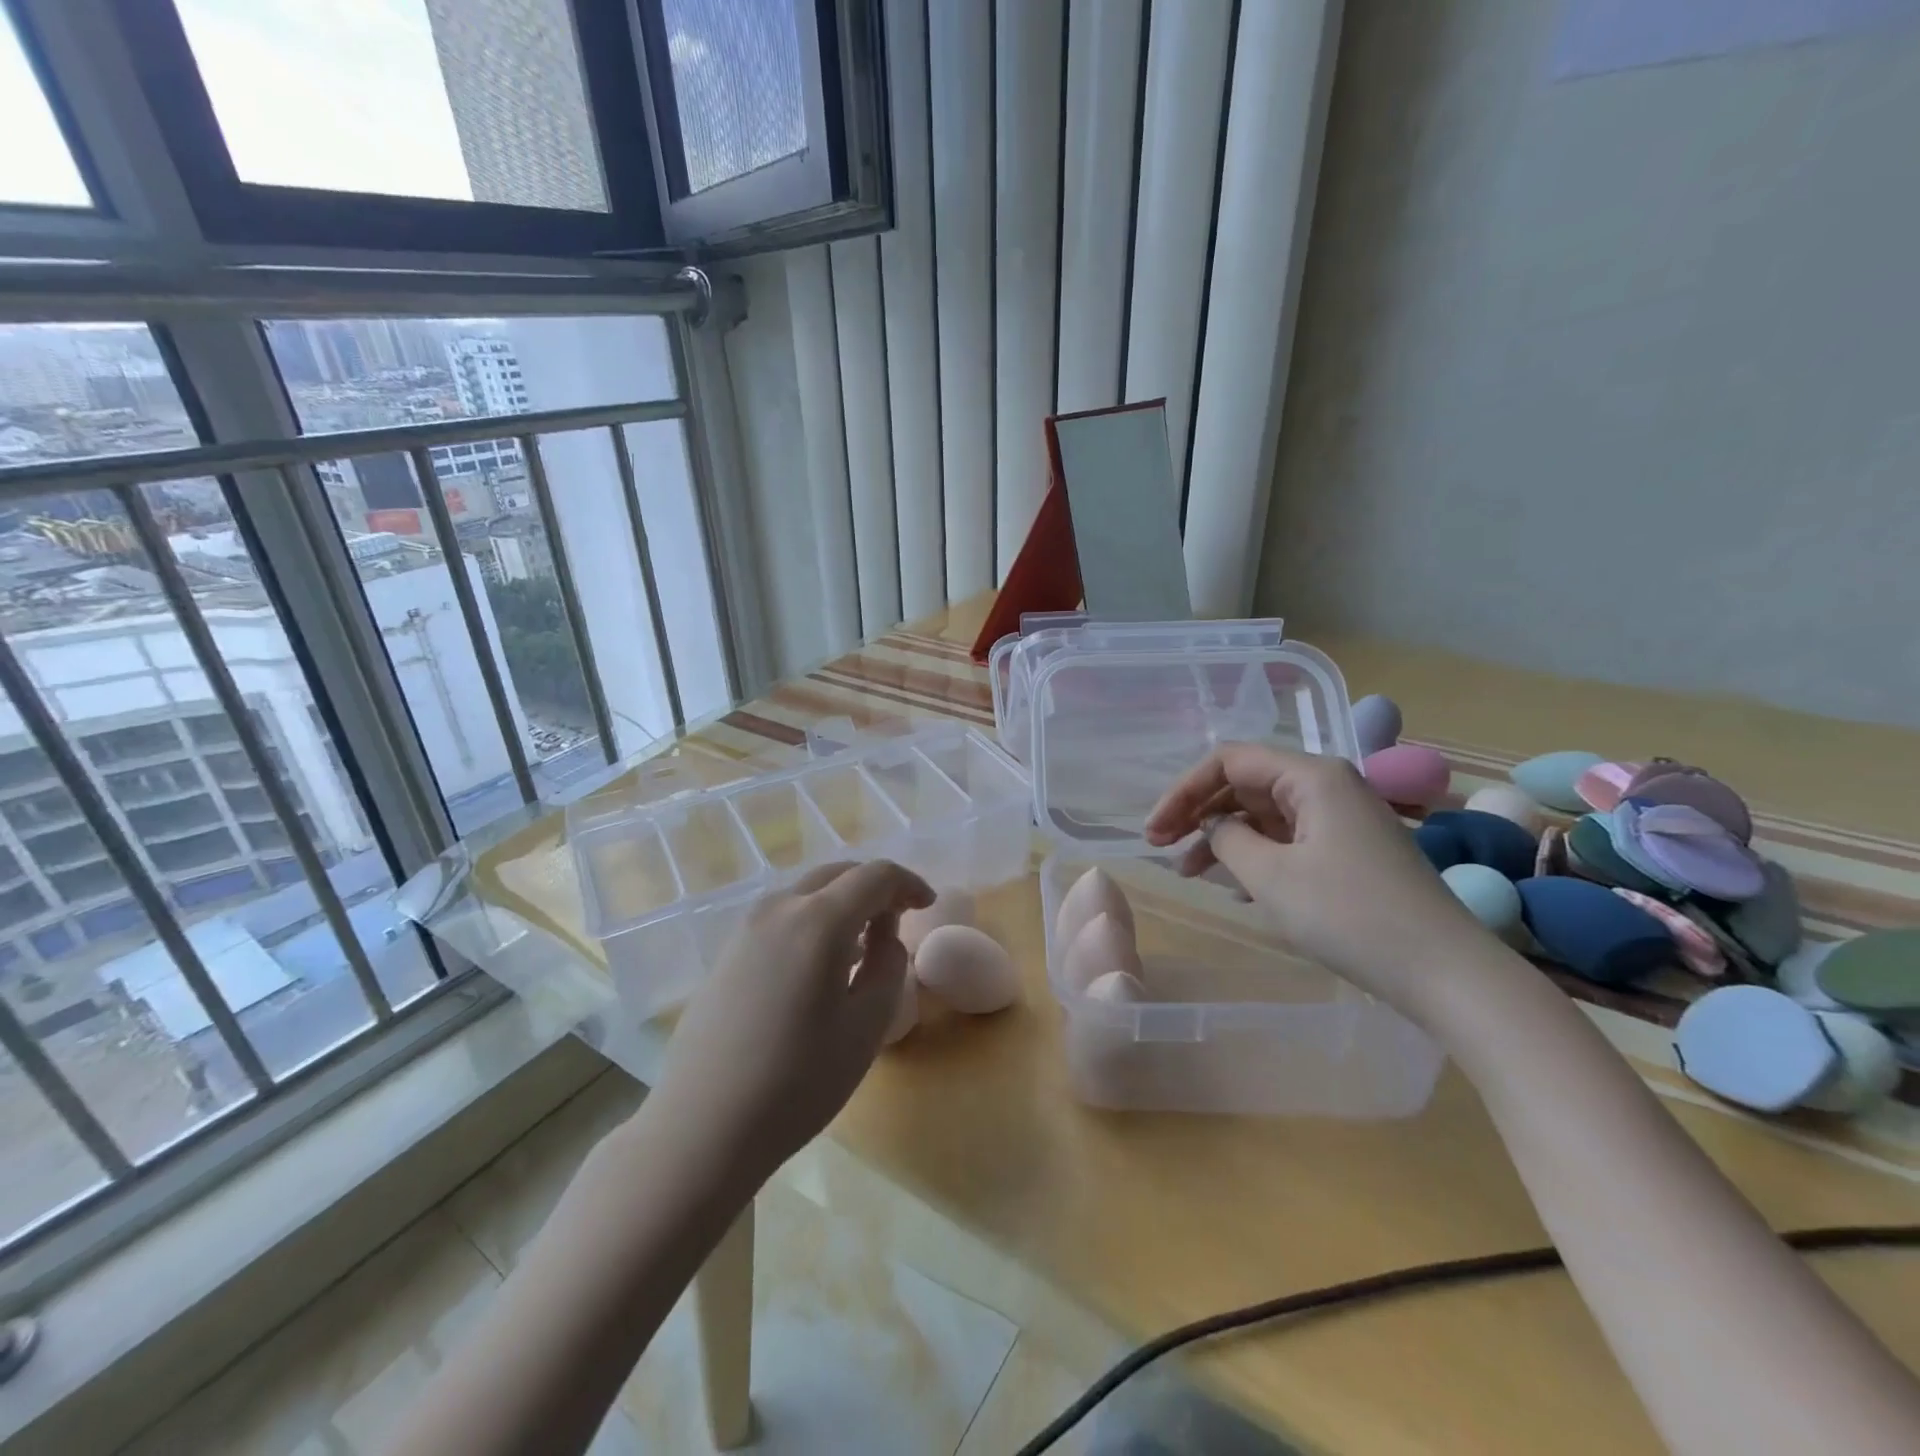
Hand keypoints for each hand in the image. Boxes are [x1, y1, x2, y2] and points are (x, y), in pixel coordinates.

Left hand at [647, 860, 933, 1194]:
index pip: (875, 875)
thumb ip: (888, 966)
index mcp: (818, 920)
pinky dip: (813, 920)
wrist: (701, 1128)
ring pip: (807, 892)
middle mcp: (779, 908)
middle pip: (838, 874)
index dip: (908, 883)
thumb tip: (885, 936)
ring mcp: (746, 928)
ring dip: (842, 902)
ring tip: (861, 945)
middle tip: (899, 919)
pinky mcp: (728, 952)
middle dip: (875, 887)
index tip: (927, 905)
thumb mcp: (866, 1027)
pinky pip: (783, 916)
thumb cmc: (797, 1082)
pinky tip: (820, 964)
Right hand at [1145, 743, 1504, 1019]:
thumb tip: (1214, 828)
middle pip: (1246, 784)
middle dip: (1199, 814)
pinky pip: (1288, 839)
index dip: (1184, 791)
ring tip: (1188, 873)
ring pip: (1264, 814)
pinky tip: (1234, 886)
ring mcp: (1342, 818)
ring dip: (1222, 838)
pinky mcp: (1351, 850)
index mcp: (1311, 776)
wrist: (1445, 972)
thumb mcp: (1271, 877)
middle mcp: (1328, 786)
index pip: (1229, 761)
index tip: (1155, 831)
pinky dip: (1254, 855)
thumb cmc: (1350, 916)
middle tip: (1161, 849)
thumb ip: (1227, 840)